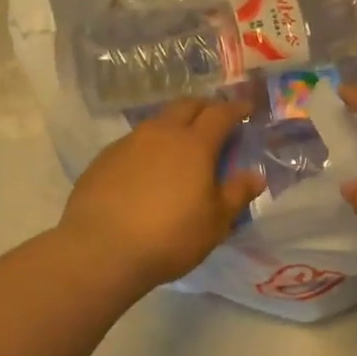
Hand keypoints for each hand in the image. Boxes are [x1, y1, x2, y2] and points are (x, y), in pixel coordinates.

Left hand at [59, 97, 263, 291]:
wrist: (100, 250)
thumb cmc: (170, 236)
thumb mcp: (215, 223)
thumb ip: (236, 194)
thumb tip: (255, 176)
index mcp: (194, 144)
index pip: (220, 114)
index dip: (236, 109)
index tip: (246, 110)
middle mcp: (161, 134)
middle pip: (186, 105)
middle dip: (205, 107)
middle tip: (215, 121)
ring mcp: (129, 143)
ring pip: (158, 121)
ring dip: (175, 126)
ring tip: (181, 146)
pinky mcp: (104, 159)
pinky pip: (134, 142)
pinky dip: (150, 147)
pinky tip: (148, 171)